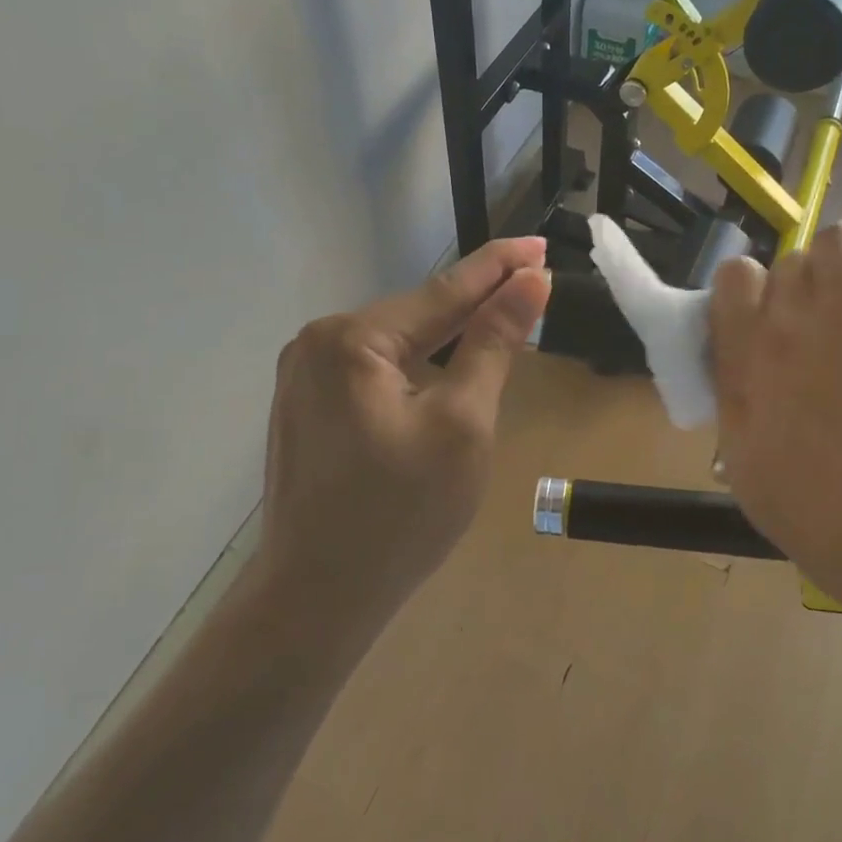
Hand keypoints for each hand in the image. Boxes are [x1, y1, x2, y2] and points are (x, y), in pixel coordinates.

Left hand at [259, 237, 550, 620]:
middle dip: (473, 301)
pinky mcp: (304, 408)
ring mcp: (302, 377)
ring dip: (445, 335)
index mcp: (351, 339)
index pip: (443, 291)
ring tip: (498, 316)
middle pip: (415, 315)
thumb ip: (492, 344)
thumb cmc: (401, 514)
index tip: (540, 244)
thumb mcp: (463, 424)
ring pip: (394, 344)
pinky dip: (415, 365)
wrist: (318, 598)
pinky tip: (443, 366)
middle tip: (530, 281)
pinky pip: (372, 371)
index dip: (498, 268)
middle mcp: (316, 344)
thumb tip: (529, 282)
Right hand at [709, 141, 841, 648]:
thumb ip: (737, 413)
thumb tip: (737, 373)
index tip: (774, 321)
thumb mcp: (755, 481)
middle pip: (787, 264)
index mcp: (744, 366)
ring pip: (835, 241)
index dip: (753, 296)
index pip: (730, 285)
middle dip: (809, 288)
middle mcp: (786, 320)